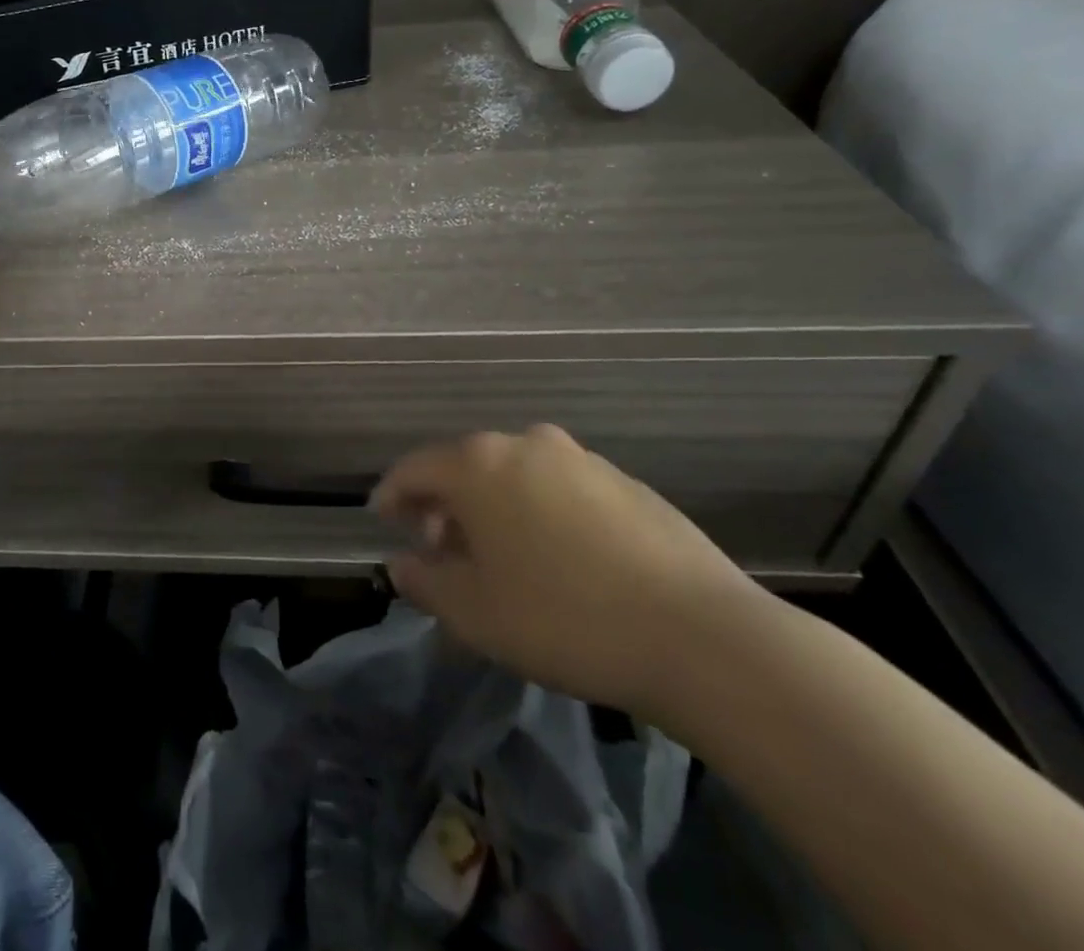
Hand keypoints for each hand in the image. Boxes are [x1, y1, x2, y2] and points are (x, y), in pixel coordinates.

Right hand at [372, 425, 766, 717]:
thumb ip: (423, 582)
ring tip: (499, 557)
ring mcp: (581, 460)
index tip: (381, 518)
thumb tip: (401, 564)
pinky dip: (540, 512)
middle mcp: (525, 445)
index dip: (392, 494)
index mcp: (479, 464)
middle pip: (466, 467)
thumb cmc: (563, 618)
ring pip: (515, 475)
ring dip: (493, 507)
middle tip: (440, 550)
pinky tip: (557, 559)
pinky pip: (560, 489)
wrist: (702, 638)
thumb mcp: (473, 613)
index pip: (414, 468)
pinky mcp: (627, 483)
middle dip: (444, 505)